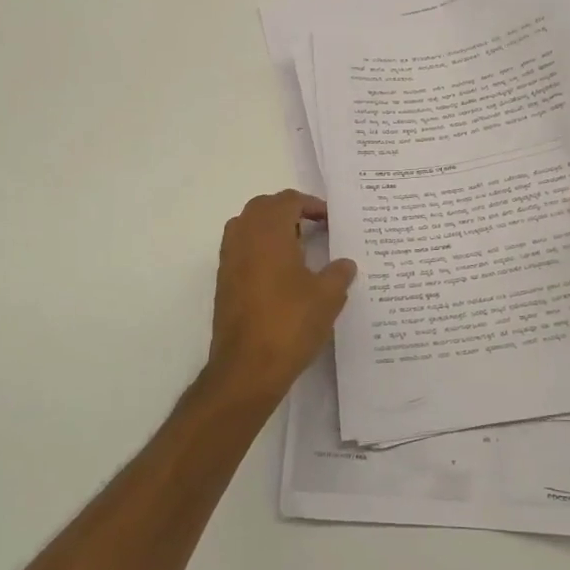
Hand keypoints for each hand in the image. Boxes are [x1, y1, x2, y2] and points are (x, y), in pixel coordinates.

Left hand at [201, 190, 356, 412]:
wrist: (247, 368)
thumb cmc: (290, 323)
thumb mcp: (328, 297)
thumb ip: (339, 273)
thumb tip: (345, 263)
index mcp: (268, 233)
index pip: (287, 201)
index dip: (311, 205)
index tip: (330, 220)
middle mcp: (243, 239)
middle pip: (262, 207)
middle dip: (288, 210)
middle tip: (313, 227)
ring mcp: (229, 261)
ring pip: (247, 227)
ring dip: (270, 228)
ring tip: (298, 248)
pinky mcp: (224, 283)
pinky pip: (241, 250)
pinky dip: (259, 249)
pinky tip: (282, 274)